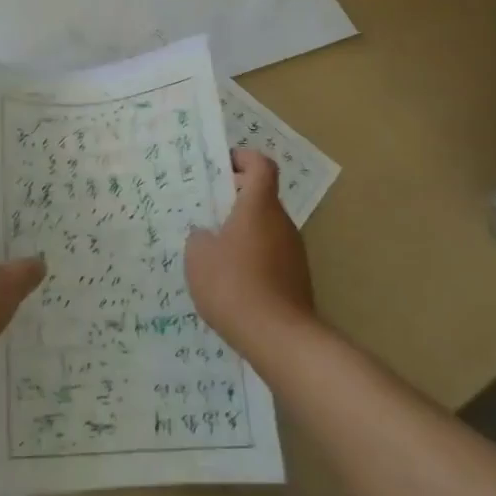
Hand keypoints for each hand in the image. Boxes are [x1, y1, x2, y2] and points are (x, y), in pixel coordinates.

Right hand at [186, 150, 315, 359]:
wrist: (280, 338)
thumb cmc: (234, 285)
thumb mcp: (198, 257)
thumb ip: (200, 237)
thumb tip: (207, 234)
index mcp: (259, 206)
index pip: (261, 165)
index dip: (243, 158)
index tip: (221, 165)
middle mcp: (281, 222)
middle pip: (262, 196)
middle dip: (236, 198)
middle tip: (207, 210)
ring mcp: (293, 251)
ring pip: (266, 227)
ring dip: (244, 230)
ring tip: (215, 250)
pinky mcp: (297, 278)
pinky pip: (271, 254)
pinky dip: (253, 256)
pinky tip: (232, 280)